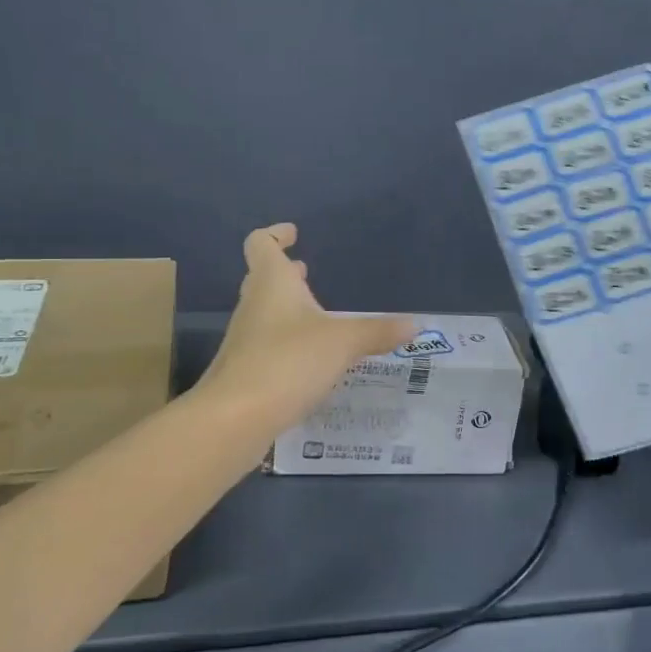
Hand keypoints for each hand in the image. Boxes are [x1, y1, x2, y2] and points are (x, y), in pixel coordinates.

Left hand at [198, 224, 416, 438]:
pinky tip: (310, 359)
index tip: (293, 233)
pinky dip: (287, 342)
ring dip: (287, 308)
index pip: (262, 244)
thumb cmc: (287, 362)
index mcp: (272, 284)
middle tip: (307, 271)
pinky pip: (268, 345)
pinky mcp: (246, 371)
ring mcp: (245, 339)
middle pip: (263, 278)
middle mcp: (254, 305)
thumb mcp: (342, 343)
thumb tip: (415, 324)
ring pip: (266, 312)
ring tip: (316, 315)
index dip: (276, 234)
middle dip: (285, 273)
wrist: (235, 418)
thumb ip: (377, 332)